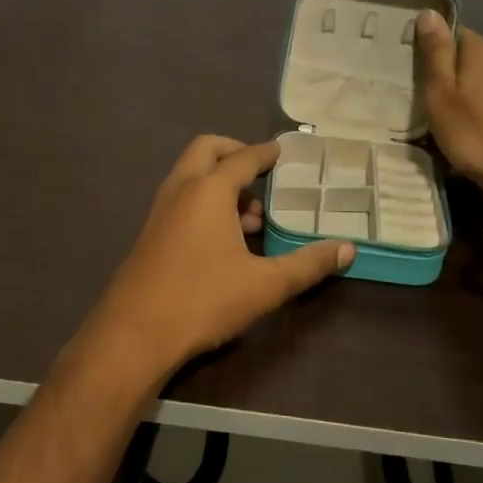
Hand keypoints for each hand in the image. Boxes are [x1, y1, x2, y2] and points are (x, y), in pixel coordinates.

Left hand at [77, 135, 354, 391]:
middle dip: (235, 153)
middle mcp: (180, 190)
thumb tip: (347, 249)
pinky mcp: (150, 233)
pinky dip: (204, 201)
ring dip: (220, 182)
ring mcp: (160, 210)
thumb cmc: (203, 300)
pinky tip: (224, 240)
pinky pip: (181, 198)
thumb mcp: (265, 285)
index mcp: (208, 190)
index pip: (242, 158)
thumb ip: (308, 264)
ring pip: (191, 175)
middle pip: (207, 150)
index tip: (282, 152)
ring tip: (252, 217)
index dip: (265, 153)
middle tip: (262, 173)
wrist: (134, 332)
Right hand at [415, 12, 482, 198]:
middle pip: (469, 57)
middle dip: (450, 72)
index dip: (433, 48)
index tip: (414, 71)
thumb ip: (436, 53)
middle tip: (426, 97)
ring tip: (448, 115)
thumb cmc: (476, 134)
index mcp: (482, 50)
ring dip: (467, 92)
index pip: (453, 33)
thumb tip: (429, 11)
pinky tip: (474, 127)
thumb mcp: (442, 94)